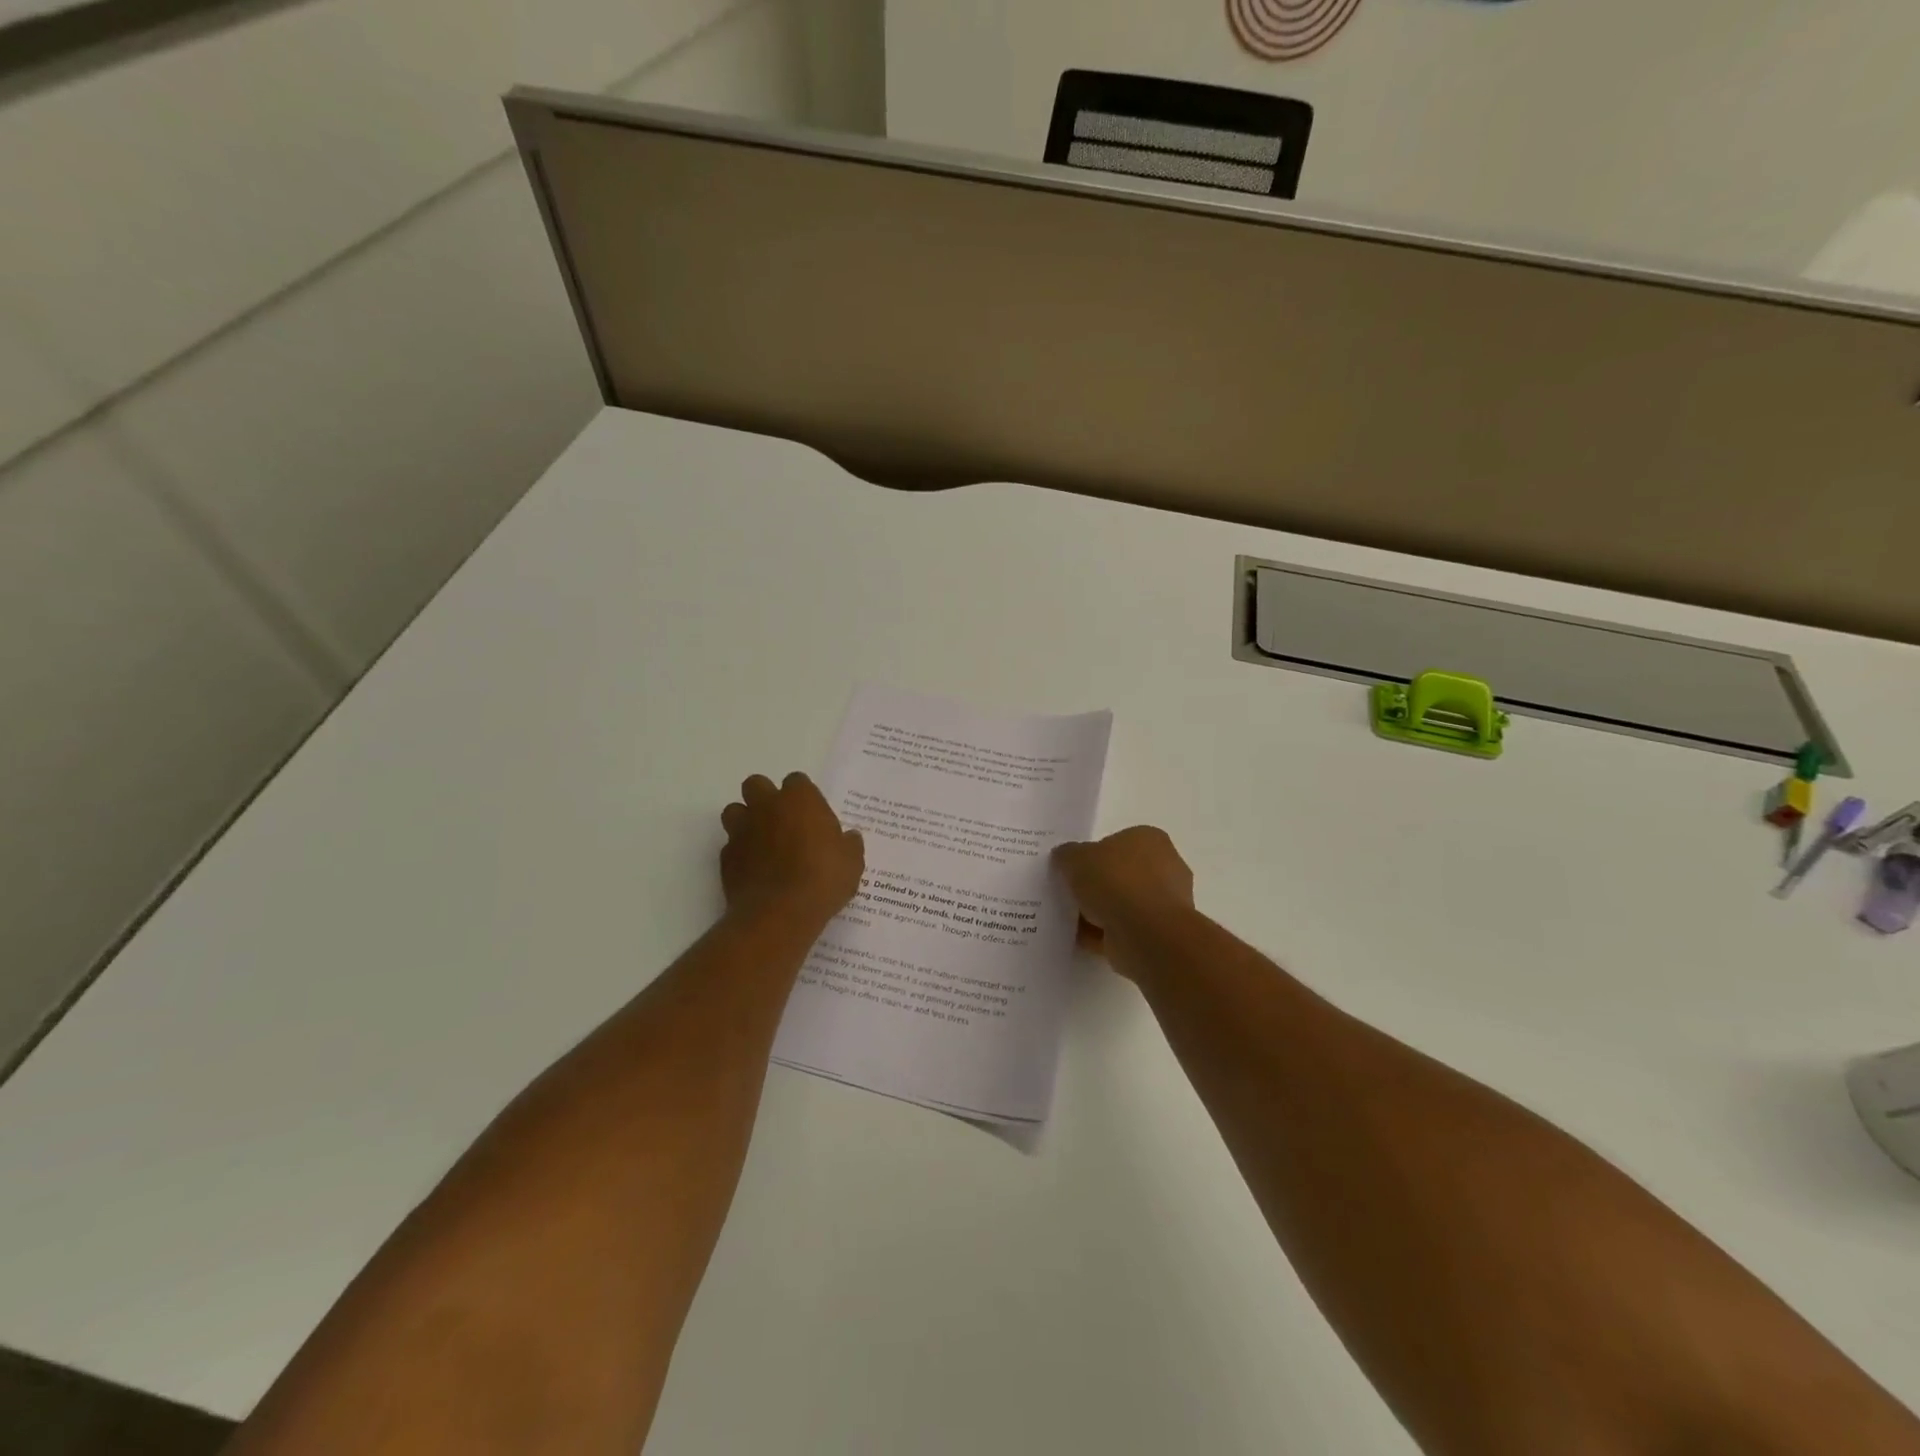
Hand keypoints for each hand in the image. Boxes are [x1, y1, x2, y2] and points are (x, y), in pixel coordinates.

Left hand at [720, 773, 863, 926]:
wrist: (780, 913)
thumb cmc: (822, 879)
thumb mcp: (851, 862)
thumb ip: (848, 844)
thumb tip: (848, 838)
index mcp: (799, 799)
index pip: (797, 781)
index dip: (803, 796)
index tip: (812, 815)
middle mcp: (766, 807)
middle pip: (756, 784)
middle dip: (765, 797)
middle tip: (782, 821)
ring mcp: (742, 830)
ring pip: (734, 811)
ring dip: (746, 821)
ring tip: (763, 842)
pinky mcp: (726, 857)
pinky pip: (730, 845)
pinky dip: (740, 853)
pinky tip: (755, 870)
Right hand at [1052, 826, 1194, 972]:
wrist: (1147, 933)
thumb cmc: (1115, 881)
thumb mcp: (1076, 858)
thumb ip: (1067, 855)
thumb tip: (1065, 857)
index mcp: (1148, 839)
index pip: (1117, 842)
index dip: (1092, 855)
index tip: (1072, 869)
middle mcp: (1163, 866)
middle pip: (1120, 874)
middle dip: (1096, 885)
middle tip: (1068, 893)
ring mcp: (1163, 903)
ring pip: (1122, 904)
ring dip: (1098, 912)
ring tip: (1069, 919)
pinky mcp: (1158, 934)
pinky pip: (1122, 929)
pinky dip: (1102, 934)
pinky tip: (1079, 938)